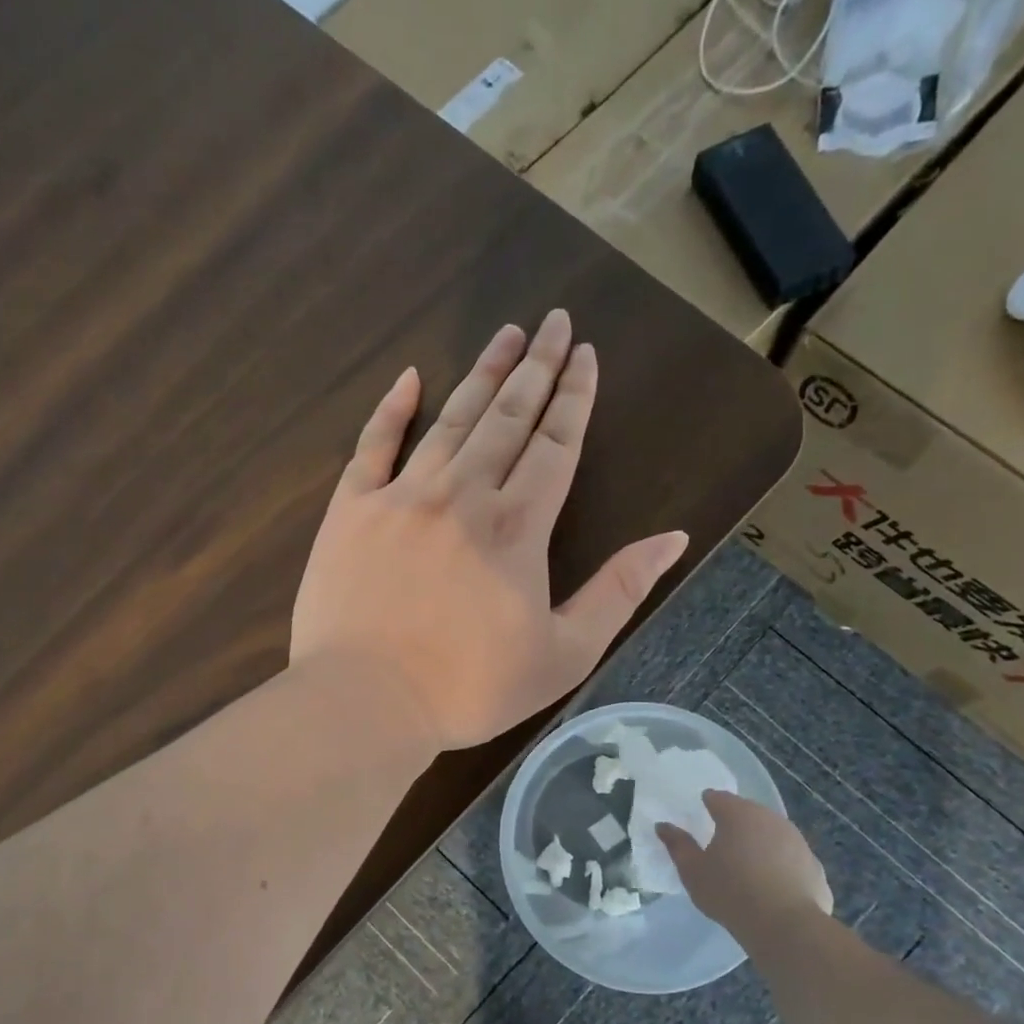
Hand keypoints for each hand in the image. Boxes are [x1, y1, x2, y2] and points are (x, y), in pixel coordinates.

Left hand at [291, 311, 689, 751]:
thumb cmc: (470, 689)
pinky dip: (392, 409)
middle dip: (536, 368)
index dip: (575, 397)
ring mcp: (402, 497)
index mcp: (518, 527)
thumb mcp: (563, 655)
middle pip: (508, 418)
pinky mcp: (351, 510)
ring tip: (506, 335)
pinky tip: (410, 377)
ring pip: (451, 420)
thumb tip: (672, 539)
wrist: (366, 702)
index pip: (556, 445)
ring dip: (482, 375)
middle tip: (553, 322)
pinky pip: (373, 445)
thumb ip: (618, 592)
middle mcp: (463, 494)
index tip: (586, 354)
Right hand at [658, 790, 833, 927]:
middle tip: (720, 845)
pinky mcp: (815, 867)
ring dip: (759, 844)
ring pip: (772, 835)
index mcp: (738, 814)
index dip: (707, 805)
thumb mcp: (693, 871)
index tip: (699, 818)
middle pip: (748, 813)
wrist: (787, 927)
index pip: (718, 798)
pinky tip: (771, 888)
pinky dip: (780, 867)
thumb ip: (677, 845)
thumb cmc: (730, 893)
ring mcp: (798, 842)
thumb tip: (663, 826)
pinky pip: (790, 860)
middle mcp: (771, 819)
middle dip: (735, 824)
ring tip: (746, 868)